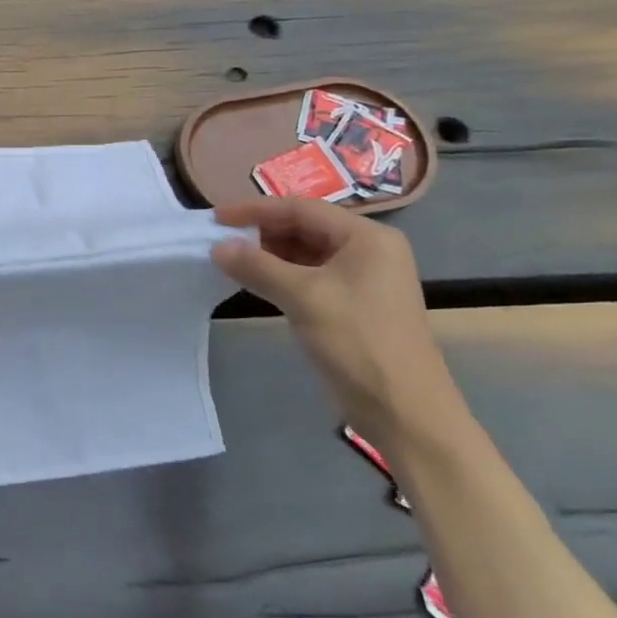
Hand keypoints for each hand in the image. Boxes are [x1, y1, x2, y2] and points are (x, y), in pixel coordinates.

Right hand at [211, 199, 467, 449]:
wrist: (402, 408)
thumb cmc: (357, 340)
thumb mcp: (302, 297)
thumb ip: (256, 266)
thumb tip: (217, 246)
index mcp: (367, 238)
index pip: (301, 209)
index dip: (255, 210)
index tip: (215, 219)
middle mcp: (367, 250)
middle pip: (303, 227)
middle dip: (260, 232)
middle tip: (218, 240)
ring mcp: (360, 278)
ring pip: (303, 252)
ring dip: (266, 255)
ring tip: (228, 260)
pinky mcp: (350, 303)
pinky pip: (307, 275)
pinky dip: (278, 275)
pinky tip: (252, 281)